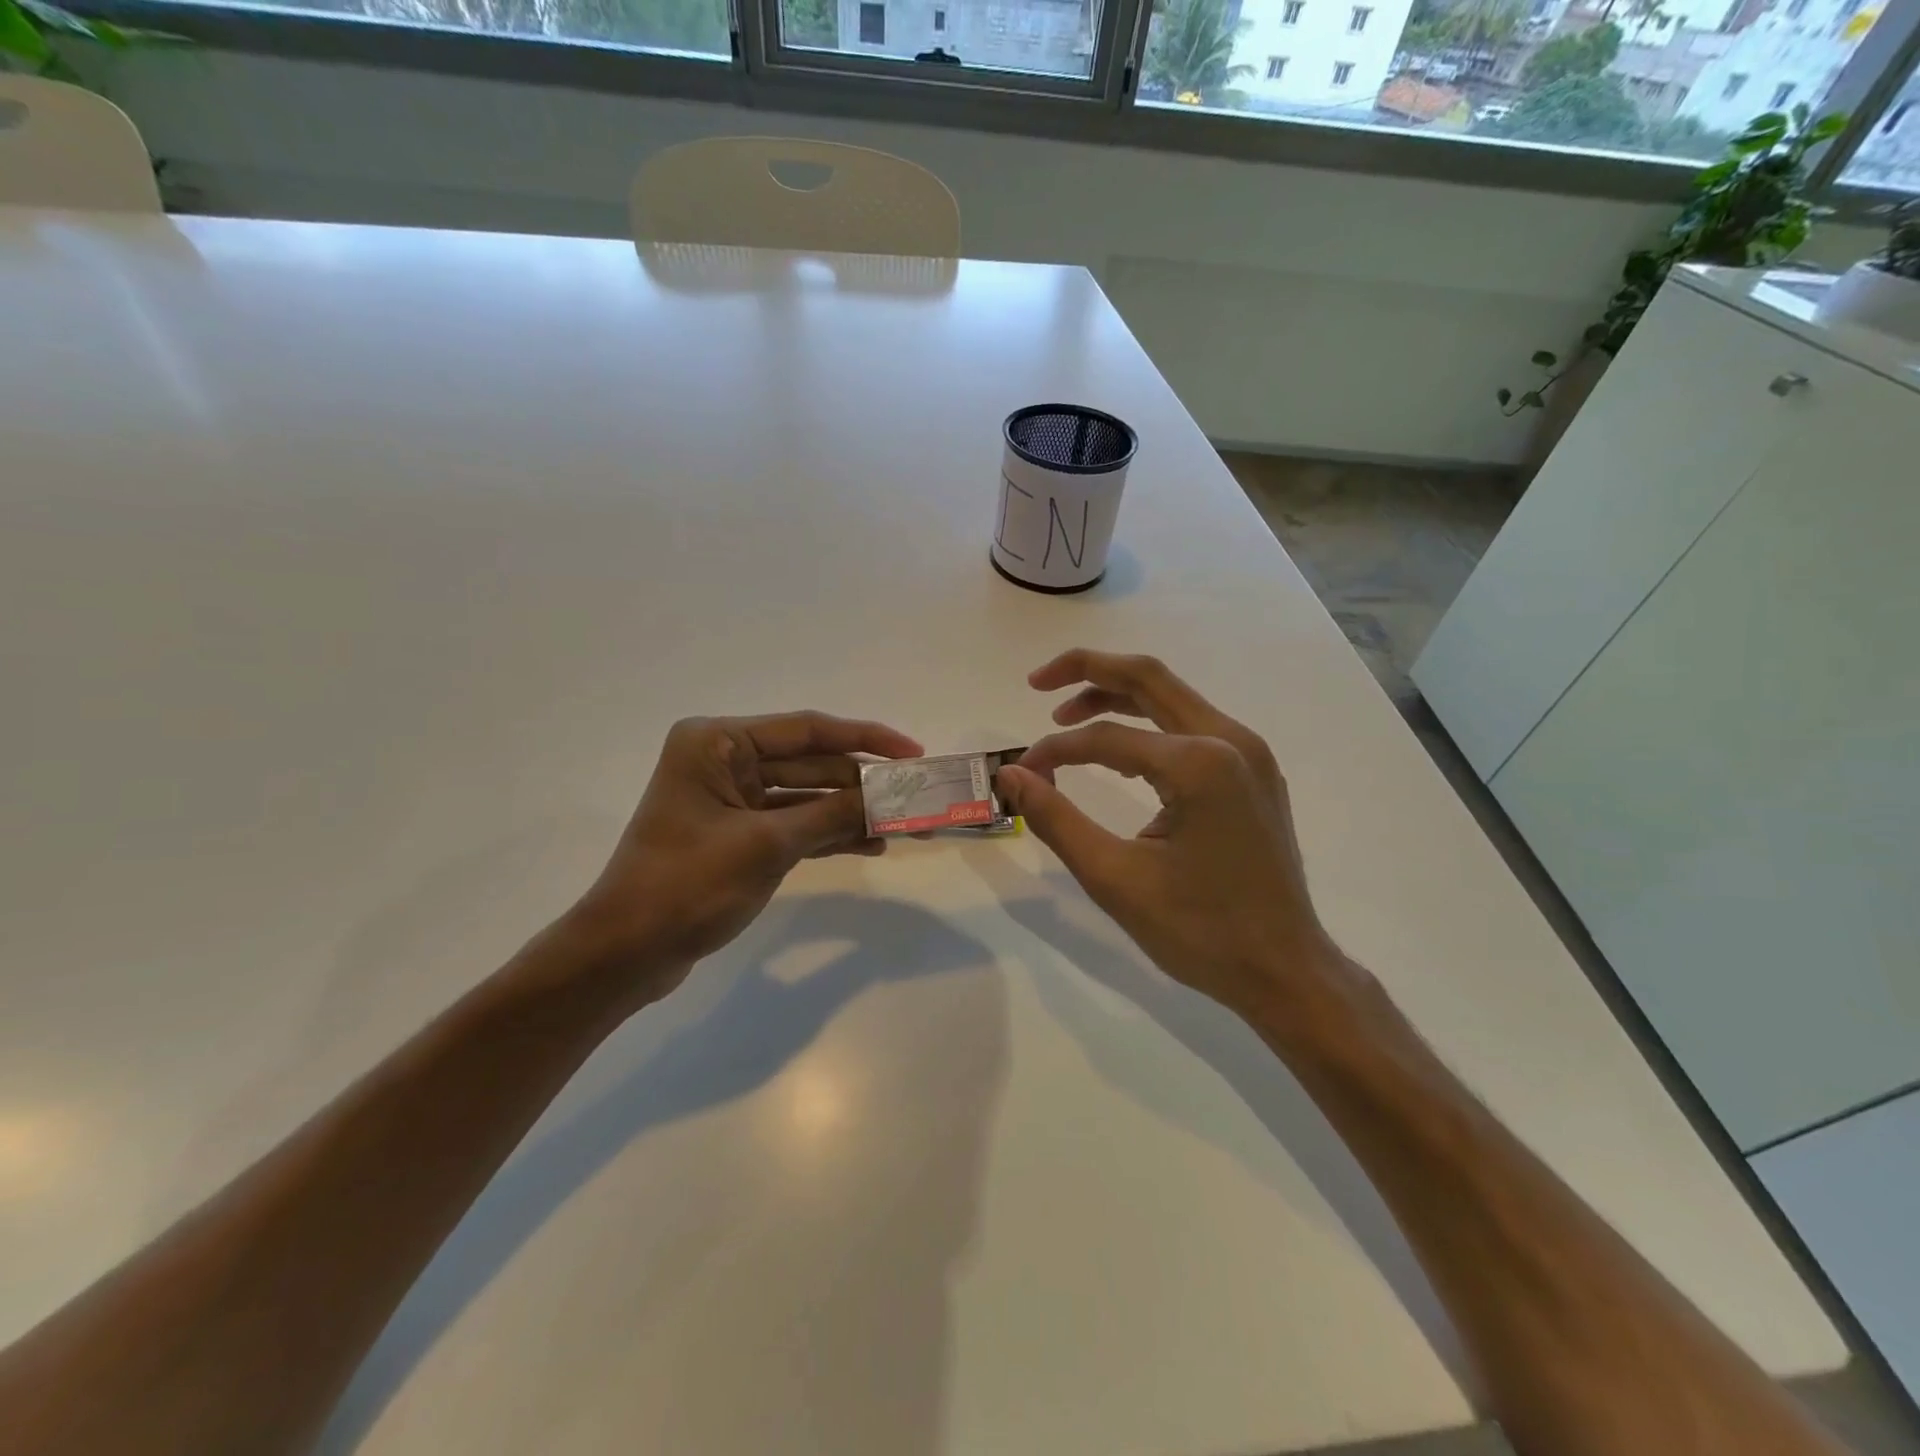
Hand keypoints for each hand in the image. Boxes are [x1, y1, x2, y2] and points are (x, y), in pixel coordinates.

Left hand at [570, 711, 921, 995]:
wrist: (626, 953)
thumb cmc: (686, 885)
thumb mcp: (767, 846)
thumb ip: (832, 816)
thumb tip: (890, 800)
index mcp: (718, 743)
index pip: (807, 730)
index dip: (866, 739)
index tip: (912, 752)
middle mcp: (726, 761)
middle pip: (812, 763)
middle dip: (863, 784)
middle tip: (917, 796)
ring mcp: (734, 800)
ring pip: (808, 796)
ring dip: (852, 811)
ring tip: (906, 826)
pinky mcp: (741, 834)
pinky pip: (796, 824)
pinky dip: (830, 833)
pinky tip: (871, 844)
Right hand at [994, 649, 1341, 1022]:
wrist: (1286, 972)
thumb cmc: (1201, 931)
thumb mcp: (1115, 878)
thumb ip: (1056, 820)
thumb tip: (1012, 776)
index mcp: (1199, 764)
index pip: (1106, 738)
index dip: (1055, 751)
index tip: (1023, 777)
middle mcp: (1231, 740)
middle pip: (1148, 678)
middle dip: (1088, 670)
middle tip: (1037, 681)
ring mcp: (1250, 754)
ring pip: (1172, 698)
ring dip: (1117, 697)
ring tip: (1067, 714)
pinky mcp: (1254, 772)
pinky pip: (1192, 727)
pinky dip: (1148, 725)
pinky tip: (1119, 750)